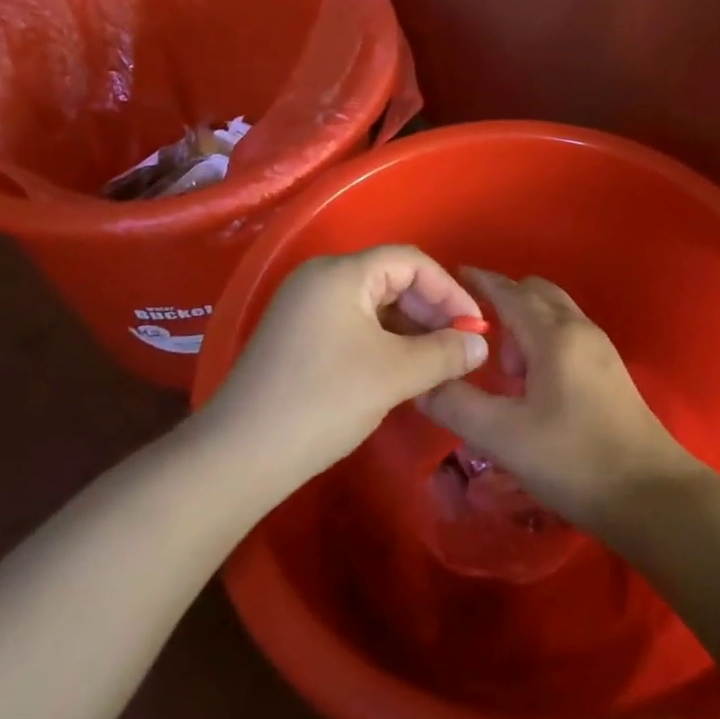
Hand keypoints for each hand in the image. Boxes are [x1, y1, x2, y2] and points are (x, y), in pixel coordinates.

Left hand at [204, 246, 487, 487]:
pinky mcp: (296, 334)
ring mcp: (304, 306)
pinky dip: (383, 341)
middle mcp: (320, 277)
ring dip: (409, 329)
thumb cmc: (323, 401)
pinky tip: (400, 371)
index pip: (410, 262)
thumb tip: (481, 344)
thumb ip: (444, 353)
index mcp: (341, 272)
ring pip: (373, 304)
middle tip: (458, 347)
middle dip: (430, 311)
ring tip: (435, 363)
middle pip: (391, 279)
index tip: (475, 327)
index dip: (449, 290)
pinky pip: (352, 323)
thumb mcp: (394, 375)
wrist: (238, 456)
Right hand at [416, 269, 700, 528]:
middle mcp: (579, 329)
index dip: (480, 282)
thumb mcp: (504, 436)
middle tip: (478, 341)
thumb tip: (421, 383)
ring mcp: (600, 348)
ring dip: (525, 326)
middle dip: (504, 304)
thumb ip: (457, 405)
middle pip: (536, 293)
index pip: (509, 291)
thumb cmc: (574, 460)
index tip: (452, 277)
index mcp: (554, 334)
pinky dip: (544, 342)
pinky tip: (534, 387)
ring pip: (554, 314)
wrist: (651, 495)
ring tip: (506, 374)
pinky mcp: (609, 371)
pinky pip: (568, 335)